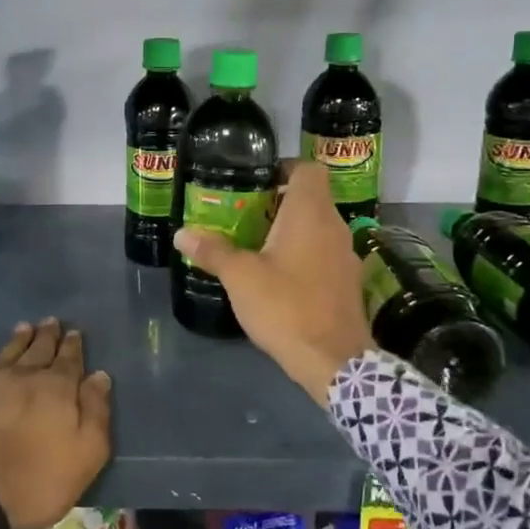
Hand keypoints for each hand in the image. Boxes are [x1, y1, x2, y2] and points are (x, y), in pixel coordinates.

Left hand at [0, 318, 111, 528]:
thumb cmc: (34, 483)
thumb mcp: (85, 456)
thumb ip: (95, 413)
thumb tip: (99, 376)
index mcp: (56, 389)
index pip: (69, 360)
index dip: (73, 346)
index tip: (74, 333)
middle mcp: (22, 375)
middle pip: (39, 349)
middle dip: (47, 335)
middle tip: (51, 322)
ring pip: (7, 351)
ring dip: (18, 338)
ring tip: (24, 327)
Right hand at [174, 161, 372, 403]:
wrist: (333, 361)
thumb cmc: (285, 306)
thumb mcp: (240, 277)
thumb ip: (213, 251)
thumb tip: (181, 234)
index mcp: (311, 214)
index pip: (309, 169)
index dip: (284, 168)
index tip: (257, 182)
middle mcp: (334, 227)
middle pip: (311, 198)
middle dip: (278, 202)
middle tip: (245, 214)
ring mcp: (345, 255)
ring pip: (318, 227)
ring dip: (291, 230)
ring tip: (256, 244)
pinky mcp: (348, 282)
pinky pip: (323, 253)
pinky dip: (303, 254)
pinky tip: (279, 276)